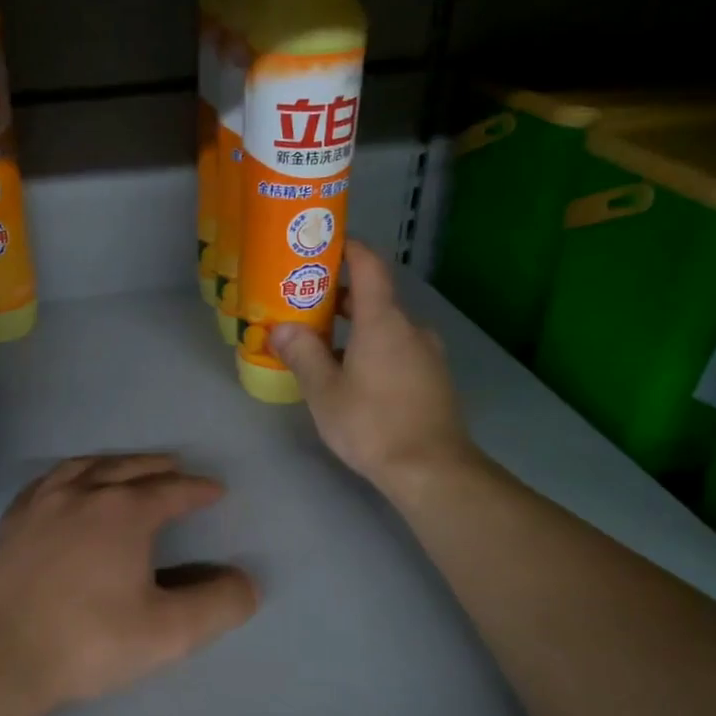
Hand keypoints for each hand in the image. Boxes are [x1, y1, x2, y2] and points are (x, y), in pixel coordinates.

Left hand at [0, 454, 258, 712]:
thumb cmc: (86, 642)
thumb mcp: (167, 633)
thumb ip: (217, 605)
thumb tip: (246, 583)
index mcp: (124, 512)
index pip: (172, 490)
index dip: (198, 489)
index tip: (216, 491)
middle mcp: (82, 493)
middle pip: (129, 468)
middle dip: (158, 467)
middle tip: (175, 469)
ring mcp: (40, 503)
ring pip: (85, 467)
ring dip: (114, 463)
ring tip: (127, 468)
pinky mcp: (10, 521)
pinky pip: (47, 481)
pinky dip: (71, 474)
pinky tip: (68, 486)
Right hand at [270, 242, 479, 502]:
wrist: (431, 469)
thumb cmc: (371, 423)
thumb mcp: (324, 391)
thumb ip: (302, 354)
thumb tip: (281, 329)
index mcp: (384, 321)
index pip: (369, 266)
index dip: (349, 249)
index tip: (325, 245)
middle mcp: (411, 329)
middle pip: (375, 299)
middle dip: (341, 298)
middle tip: (307, 306)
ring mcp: (428, 355)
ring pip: (387, 329)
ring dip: (357, 330)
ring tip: (324, 347)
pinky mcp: (434, 380)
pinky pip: (399, 351)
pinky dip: (374, 351)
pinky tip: (353, 378)